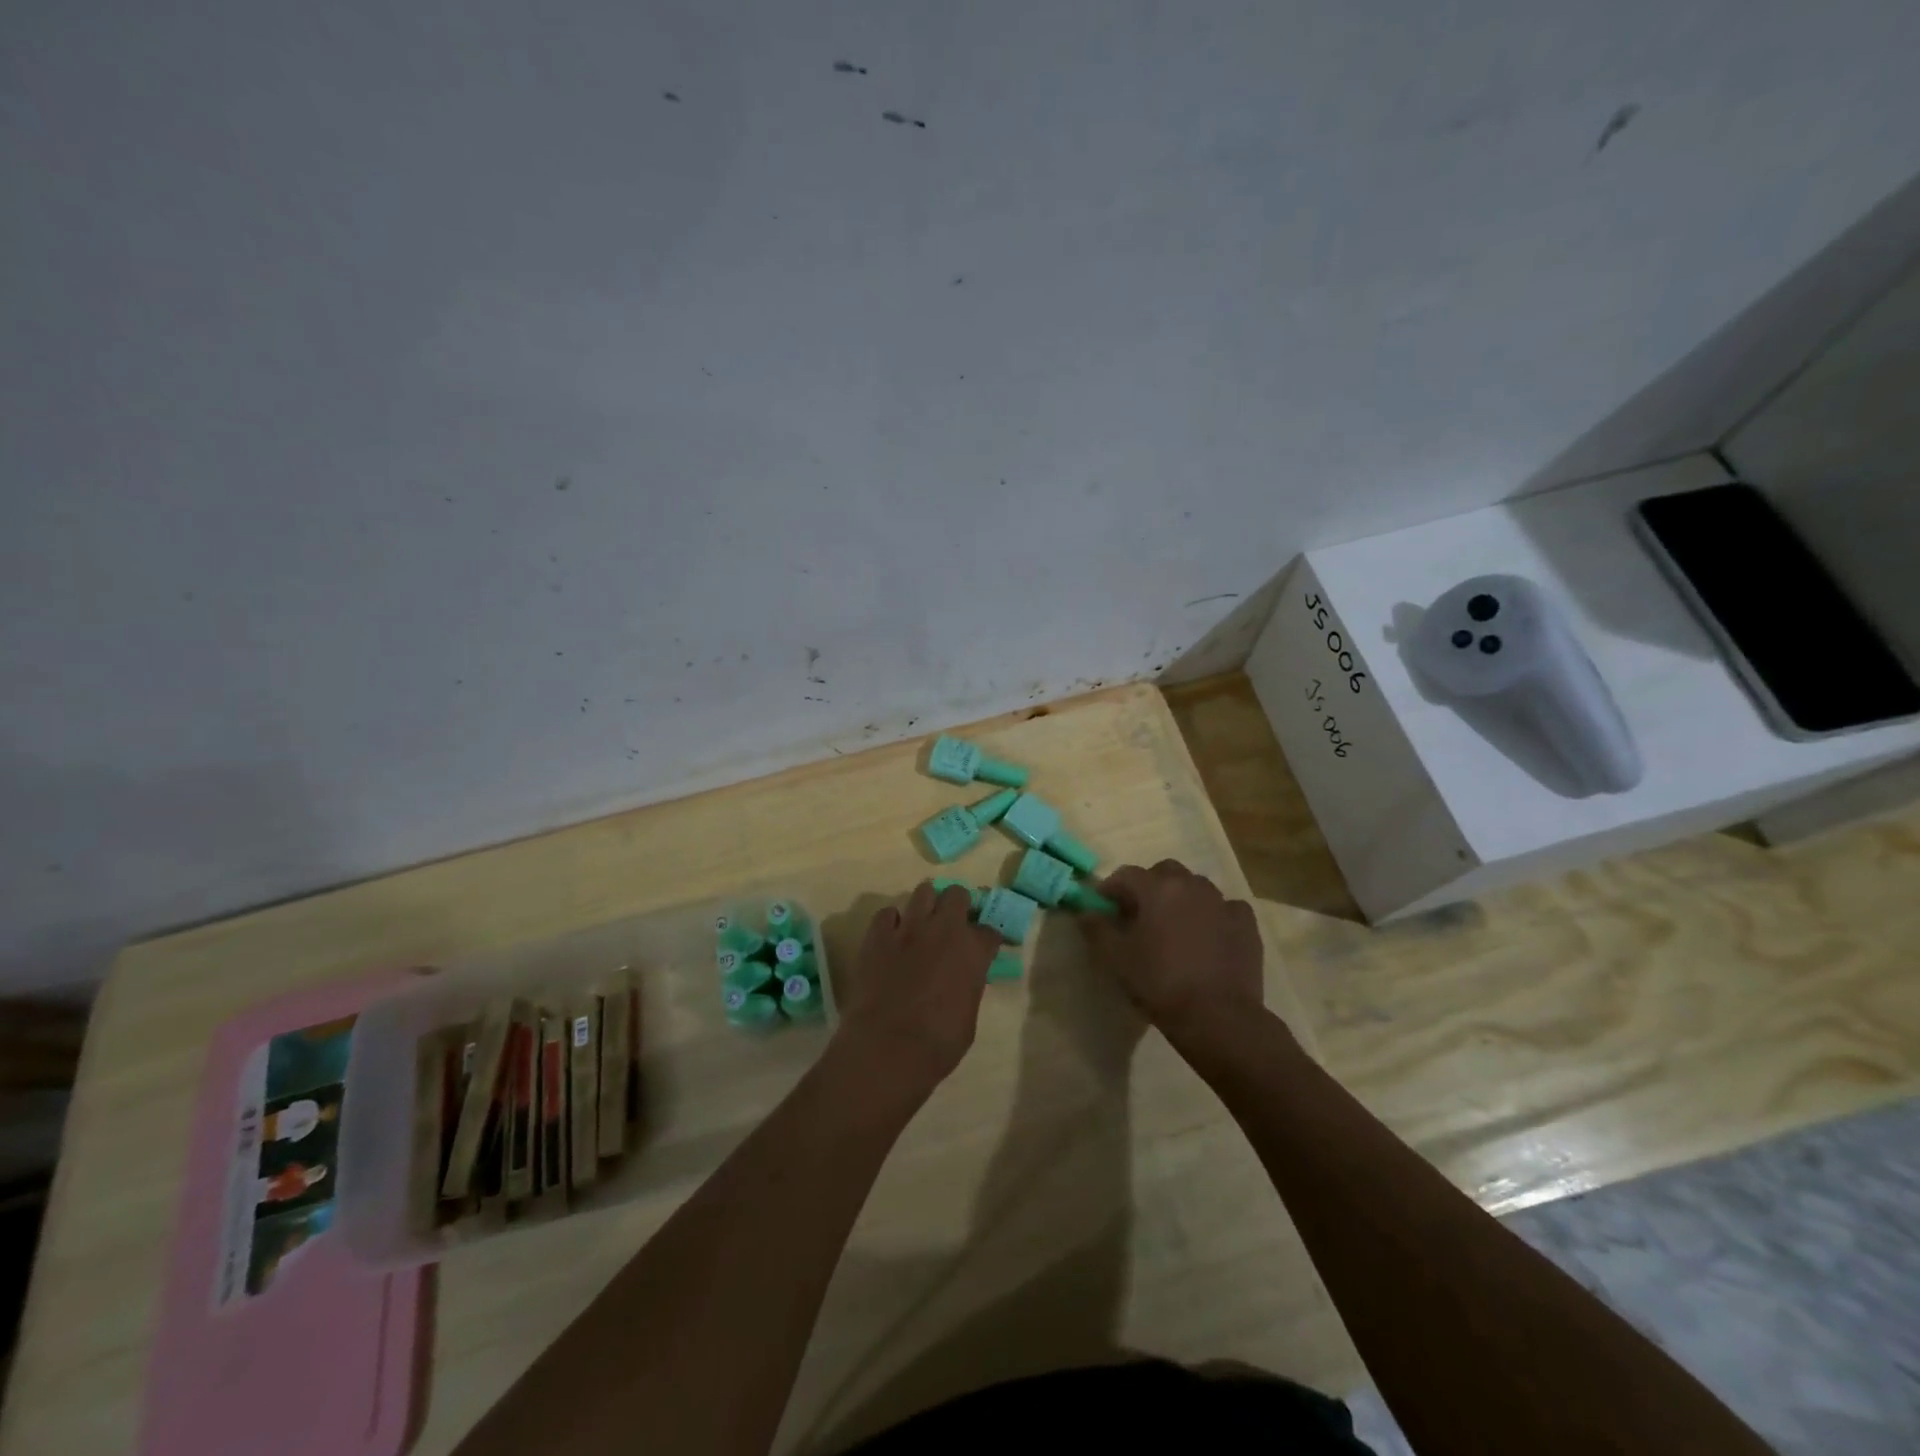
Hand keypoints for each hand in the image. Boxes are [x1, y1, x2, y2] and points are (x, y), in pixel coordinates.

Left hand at [835, 883, 999, 1099]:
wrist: (887, 1047)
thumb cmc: (937, 1044)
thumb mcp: (969, 1017)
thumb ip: (969, 987)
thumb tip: (964, 980)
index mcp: (973, 951)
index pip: (989, 931)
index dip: (986, 939)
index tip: (983, 948)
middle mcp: (944, 929)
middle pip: (956, 895)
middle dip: (958, 905)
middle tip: (952, 924)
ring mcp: (909, 928)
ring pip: (923, 892)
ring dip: (927, 905)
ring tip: (923, 923)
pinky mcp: (878, 935)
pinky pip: (887, 913)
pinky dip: (892, 922)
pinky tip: (892, 938)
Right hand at [1080, 860, 1264, 1050]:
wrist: (1217, 1017)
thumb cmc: (1158, 983)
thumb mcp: (1115, 959)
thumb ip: (1097, 930)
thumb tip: (1086, 913)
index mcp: (1156, 889)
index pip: (1126, 875)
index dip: (1111, 888)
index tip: (1103, 907)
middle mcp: (1191, 885)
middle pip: (1164, 872)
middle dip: (1149, 886)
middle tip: (1140, 914)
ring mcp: (1222, 902)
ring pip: (1196, 887)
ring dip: (1182, 898)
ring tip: (1175, 925)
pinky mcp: (1246, 924)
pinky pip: (1226, 908)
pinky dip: (1214, 915)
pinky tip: (1210, 935)